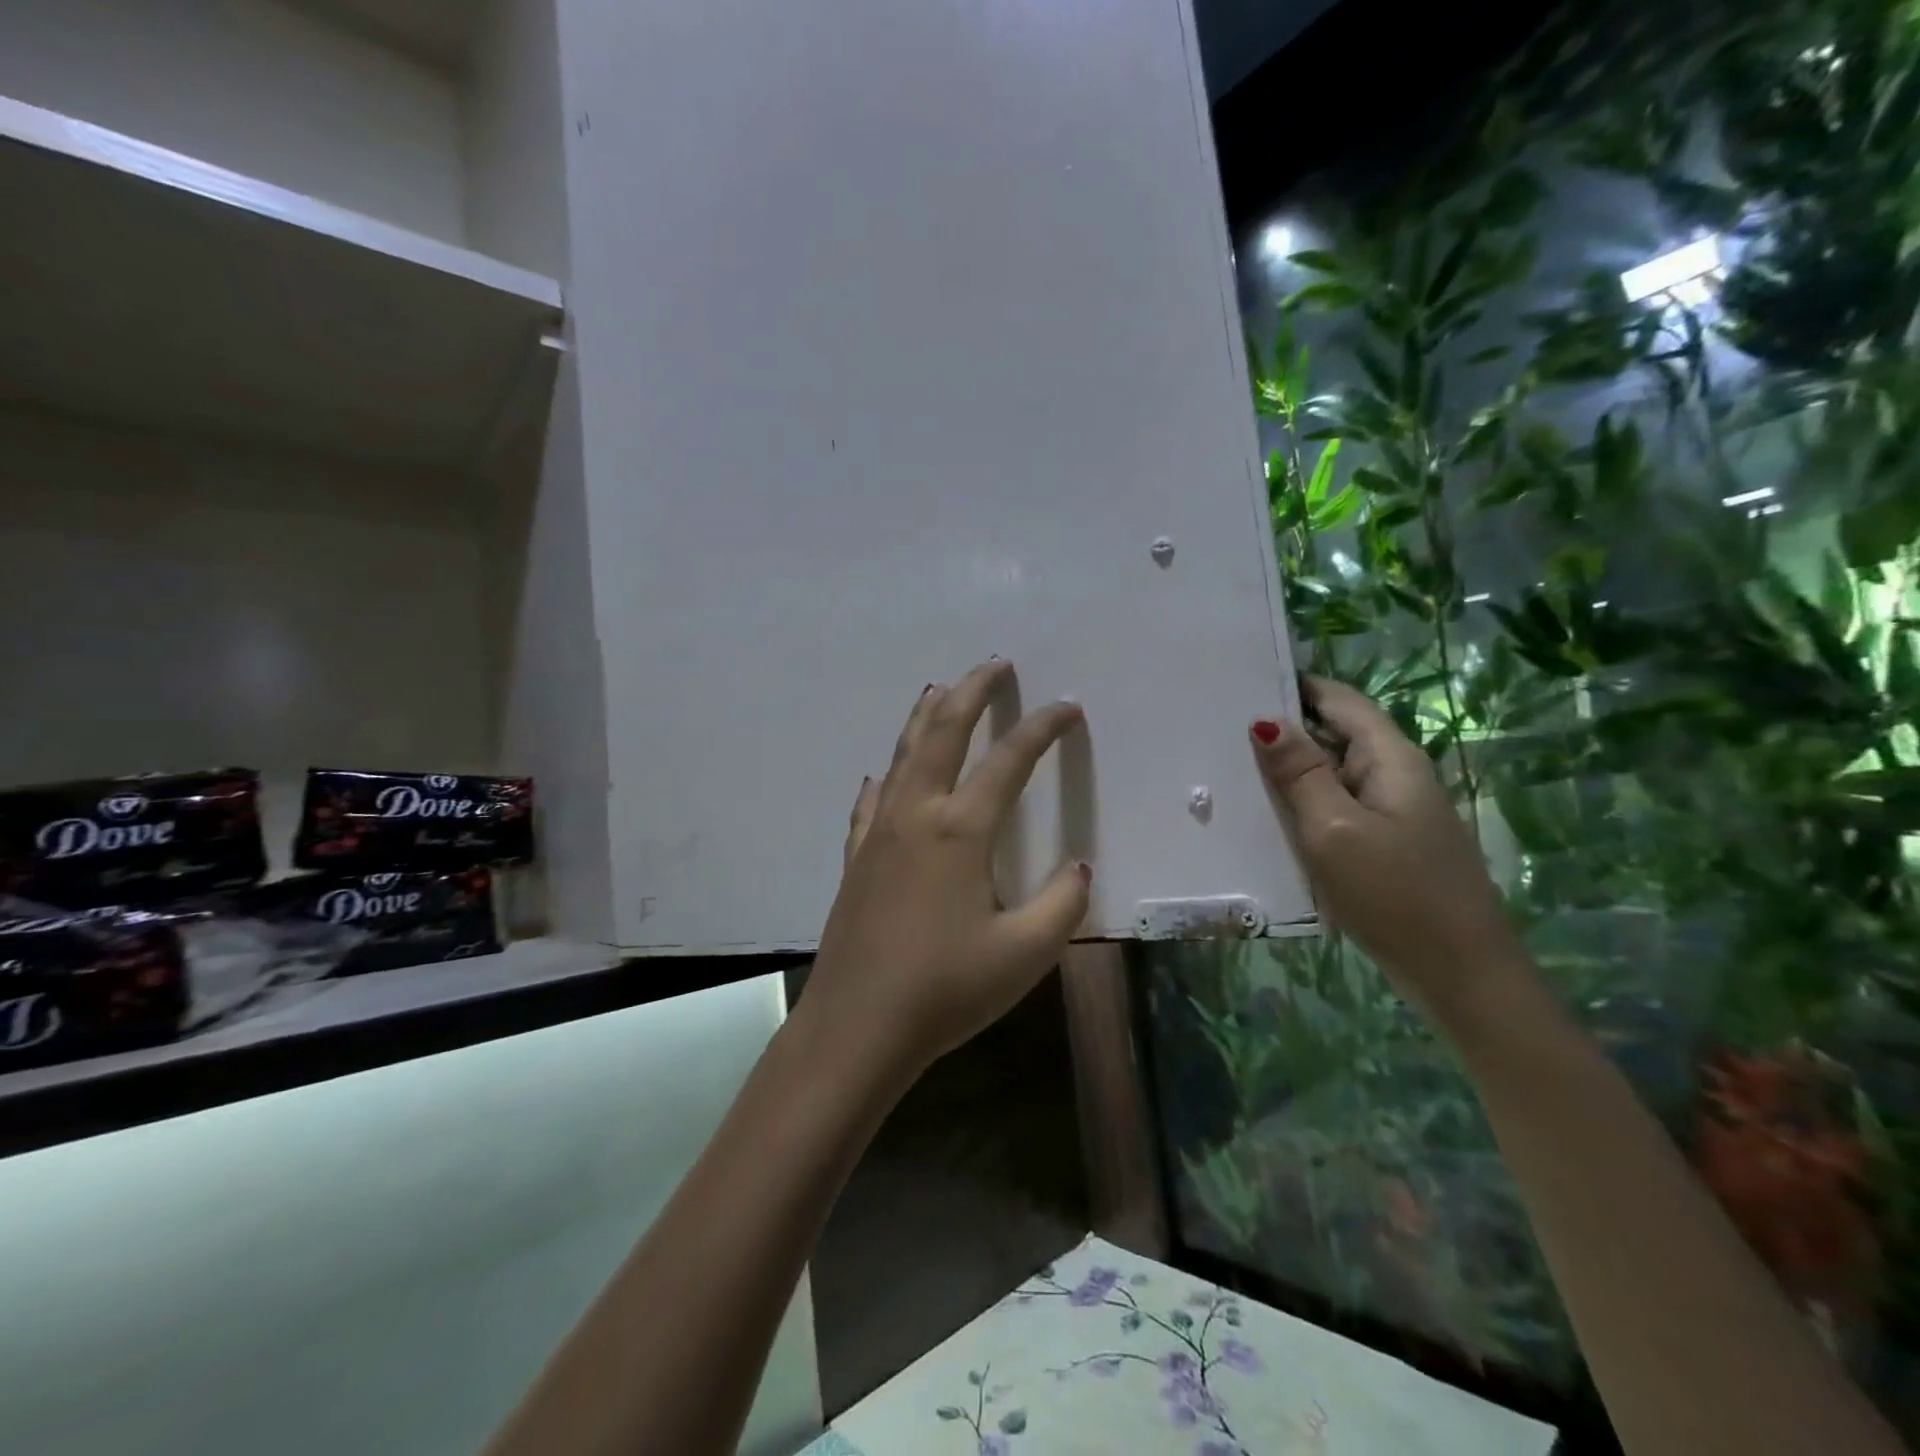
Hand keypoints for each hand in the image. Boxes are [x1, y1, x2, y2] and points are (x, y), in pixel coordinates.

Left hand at [799, 659, 1091, 1083]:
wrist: (857, 1026)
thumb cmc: (945, 989)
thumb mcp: (1025, 953)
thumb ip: (1062, 903)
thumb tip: (1079, 867)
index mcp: (960, 829)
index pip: (1010, 760)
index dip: (1043, 728)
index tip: (1068, 707)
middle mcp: (916, 814)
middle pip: (943, 731)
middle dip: (971, 691)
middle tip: (993, 665)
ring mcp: (878, 833)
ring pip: (903, 755)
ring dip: (925, 717)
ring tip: (940, 691)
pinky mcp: (856, 858)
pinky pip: (871, 802)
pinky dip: (885, 778)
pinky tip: (882, 776)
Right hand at [1250, 677, 1522, 1013]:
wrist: (1460, 974)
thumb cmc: (1395, 894)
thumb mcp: (1335, 829)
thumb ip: (1301, 774)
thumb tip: (1265, 720)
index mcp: (1390, 759)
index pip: (1338, 700)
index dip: (1294, 686)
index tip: (1239, 682)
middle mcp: (1394, 776)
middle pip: (1334, 735)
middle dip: (1283, 729)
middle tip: (1218, 730)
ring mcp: (1392, 812)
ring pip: (1332, 775)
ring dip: (1288, 772)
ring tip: (1228, 769)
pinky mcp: (1384, 845)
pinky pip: (1336, 809)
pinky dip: (1302, 806)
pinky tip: (1266, 818)